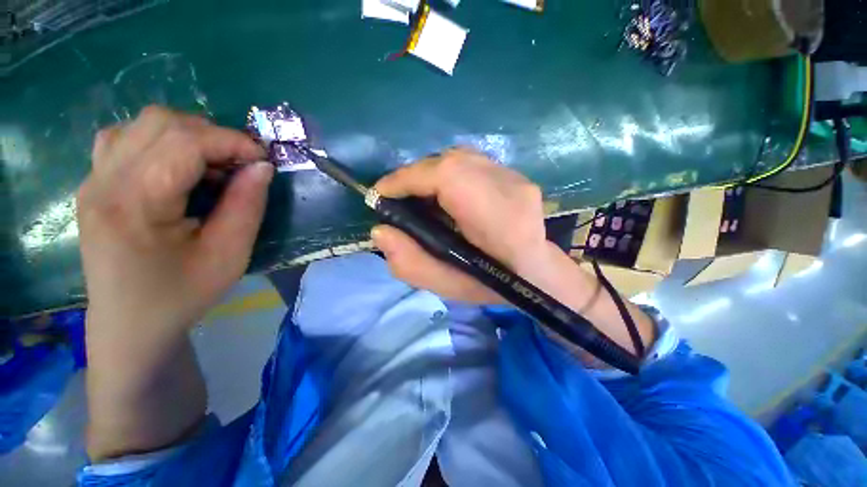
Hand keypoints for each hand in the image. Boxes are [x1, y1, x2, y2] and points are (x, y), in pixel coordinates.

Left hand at [78, 105, 271, 334]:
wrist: (130, 325)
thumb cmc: (181, 295)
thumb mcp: (229, 255)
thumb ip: (247, 206)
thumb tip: (262, 167)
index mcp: (133, 203)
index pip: (185, 142)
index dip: (232, 141)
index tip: (264, 159)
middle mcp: (103, 181)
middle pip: (161, 122)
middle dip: (212, 136)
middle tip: (240, 165)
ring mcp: (93, 180)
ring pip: (142, 124)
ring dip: (187, 136)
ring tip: (211, 166)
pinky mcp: (94, 185)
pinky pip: (126, 138)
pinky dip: (161, 141)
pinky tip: (177, 168)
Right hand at [372, 147, 552, 302]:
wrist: (537, 274)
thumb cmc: (492, 285)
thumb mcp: (447, 287)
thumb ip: (410, 264)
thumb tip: (380, 231)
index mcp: (496, 217)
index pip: (446, 175)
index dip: (407, 178)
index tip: (381, 193)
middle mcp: (509, 186)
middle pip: (451, 161)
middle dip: (416, 175)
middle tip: (398, 196)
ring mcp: (516, 176)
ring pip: (461, 157)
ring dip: (431, 172)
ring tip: (418, 194)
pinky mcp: (516, 175)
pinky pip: (472, 163)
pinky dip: (449, 172)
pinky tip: (444, 192)